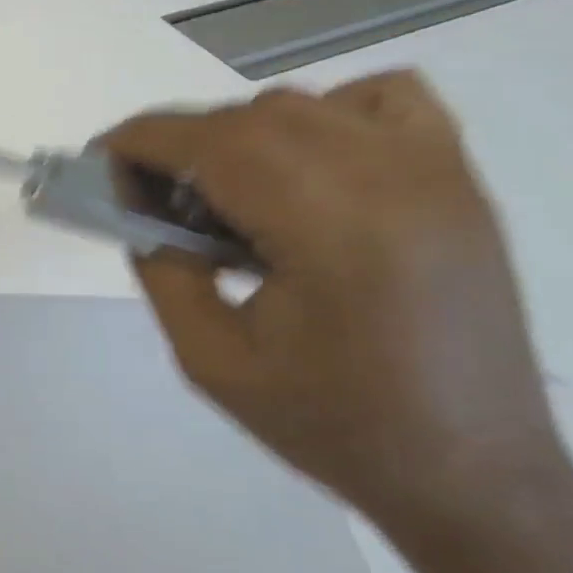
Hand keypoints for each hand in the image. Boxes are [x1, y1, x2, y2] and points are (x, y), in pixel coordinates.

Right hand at [103, 72, 570, 530]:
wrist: (472, 472)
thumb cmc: (333, 426)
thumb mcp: (210, 360)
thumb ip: (161, 269)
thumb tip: (135, 204)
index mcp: (332, 230)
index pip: (214, 144)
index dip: (144, 139)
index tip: (100, 157)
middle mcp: (390, 179)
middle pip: (252, 117)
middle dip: (181, 141)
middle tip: (148, 190)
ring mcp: (435, 169)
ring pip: (304, 104)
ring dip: (240, 133)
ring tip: (222, 192)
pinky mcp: (458, 176)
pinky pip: (381, 99)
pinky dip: (325, 111)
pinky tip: (307, 164)